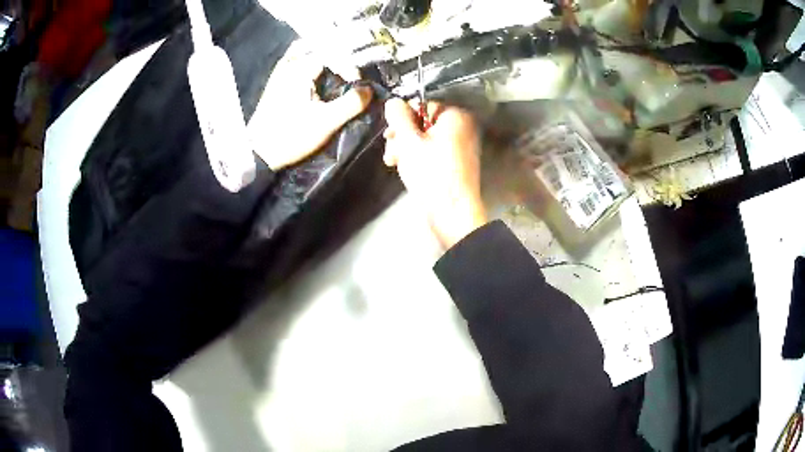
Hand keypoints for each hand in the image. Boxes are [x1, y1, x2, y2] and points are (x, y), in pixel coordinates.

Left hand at [249, 41, 372, 170]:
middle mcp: (289, 64)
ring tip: (336, 68)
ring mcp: (279, 72)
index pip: (333, 53)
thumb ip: (351, 103)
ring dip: (322, 56)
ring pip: (305, 51)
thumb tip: (369, 90)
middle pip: (318, 46)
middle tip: (350, 69)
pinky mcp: (275, 82)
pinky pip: (294, 61)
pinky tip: (316, 74)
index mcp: (300, 68)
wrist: (259, 153)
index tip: (356, 83)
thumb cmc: (292, 135)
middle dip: (338, 54)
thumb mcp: (326, 122)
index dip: (349, 65)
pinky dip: (308, 62)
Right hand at [383, 98, 487, 248]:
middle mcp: (462, 127)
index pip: (422, 105)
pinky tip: (405, 168)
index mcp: (456, 116)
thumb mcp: (408, 140)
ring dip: (406, 148)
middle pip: (422, 123)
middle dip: (402, 136)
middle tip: (391, 152)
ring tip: (394, 163)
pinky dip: (418, 158)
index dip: (403, 119)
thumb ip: (398, 116)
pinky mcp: (455, 164)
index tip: (390, 135)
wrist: (452, 213)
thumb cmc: (431, 173)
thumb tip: (393, 101)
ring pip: (425, 139)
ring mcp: (460, 146)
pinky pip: (433, 152)